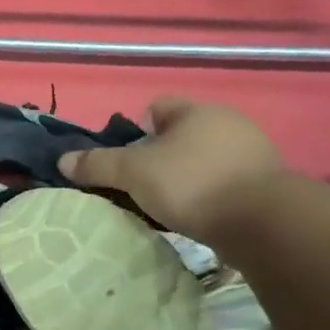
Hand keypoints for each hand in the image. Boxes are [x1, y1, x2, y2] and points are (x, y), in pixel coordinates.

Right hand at [58, 100, 286, 241]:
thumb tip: (63, 160)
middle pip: (181, 135)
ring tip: (165, 205)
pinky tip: (196, 217)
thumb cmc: (191, 184)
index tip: (125, 157)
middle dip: (159, 156)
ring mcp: (252, 154)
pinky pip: (224, 183)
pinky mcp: (266, 185)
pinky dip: (207, 196)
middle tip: (139, 184)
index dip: (136, 128)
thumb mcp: (133, 173)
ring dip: (185, 178)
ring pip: (204, 160)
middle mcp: (228, 124)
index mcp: (196, 111)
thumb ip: (97, 165)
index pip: (158, 107)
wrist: (263, 222)